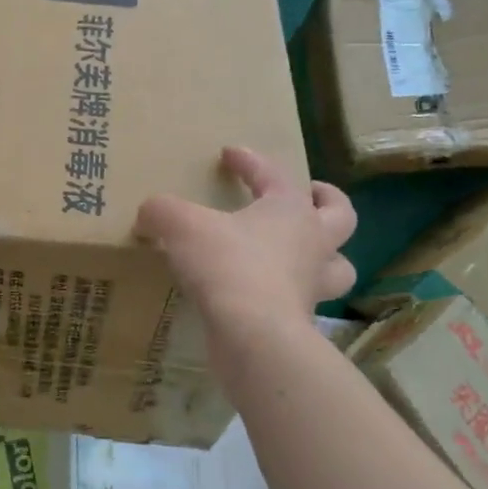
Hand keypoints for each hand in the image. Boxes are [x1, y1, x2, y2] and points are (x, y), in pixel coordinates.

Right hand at [135, 147, 356, 325]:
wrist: (254, 335)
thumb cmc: (228, 265)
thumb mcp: (181, 226)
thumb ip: (161, 211)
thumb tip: (147, 215)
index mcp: (290, 210)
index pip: (273, 174)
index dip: (249, 161)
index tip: (229, 153)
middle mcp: (312, 244)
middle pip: (340, 215)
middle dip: (327, 202)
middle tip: (309, 195)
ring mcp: (311, 285)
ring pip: (336, 266)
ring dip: (326, 257)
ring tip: (302, 252)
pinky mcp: (300, 321)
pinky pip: (303, 301)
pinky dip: (289, 294)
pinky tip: (263, 294)